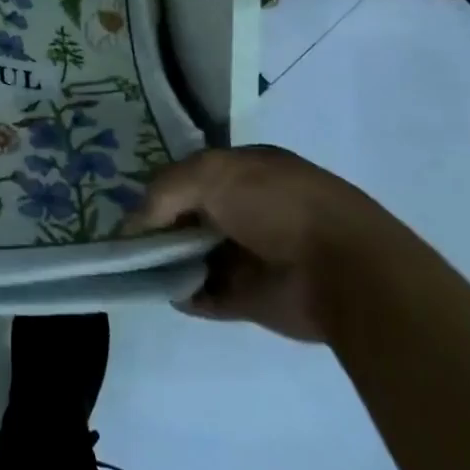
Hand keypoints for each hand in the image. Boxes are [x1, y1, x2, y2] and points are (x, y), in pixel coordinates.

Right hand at [124, 145, 392, 341]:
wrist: (344, 271)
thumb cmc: (278, 205)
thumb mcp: (211, 173)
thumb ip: (164, 190)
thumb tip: (134, 222)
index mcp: (248, 171)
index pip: (193, 174)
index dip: (163, 187)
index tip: (133, 203)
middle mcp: (249, 210)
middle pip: (191, 216)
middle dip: (160, 226)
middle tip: (125, 238)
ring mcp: (252, 255)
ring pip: (194, 255)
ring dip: (166, 261)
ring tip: (132, 266)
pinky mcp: (253, 298)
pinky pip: (206, 294)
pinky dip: (183, 294)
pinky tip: (160, 289)